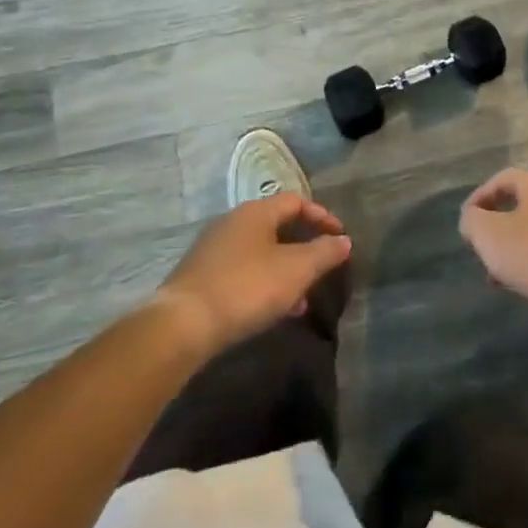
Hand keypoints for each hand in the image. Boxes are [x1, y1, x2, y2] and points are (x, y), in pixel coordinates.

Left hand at [156, 194, 351, 355]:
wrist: (182, 325)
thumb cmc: (246, 288)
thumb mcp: (296, 270)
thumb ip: (324, 253)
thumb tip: (344, 241)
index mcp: (256, 212)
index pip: (296, 201)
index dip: (322, 217)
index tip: (340, 238)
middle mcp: (233, 222)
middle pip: (277, 226)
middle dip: (303, 247)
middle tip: (322, 267)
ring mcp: (213, 249)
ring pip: (260, 252)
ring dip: (285, 269)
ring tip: (302, 298)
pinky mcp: (201, 276)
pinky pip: (243, 271)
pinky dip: (264, 283)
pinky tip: (273, 310)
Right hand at [459, 169, 527, 314]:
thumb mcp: (487, 234)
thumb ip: (471, 220)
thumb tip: (472, 218)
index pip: (502, 179)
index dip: (479, 197)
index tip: (467, 221)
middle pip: (519, 204)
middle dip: (495, 226)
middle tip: (481, 246)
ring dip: (512, 246)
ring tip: (496, 274)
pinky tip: (520, 283)